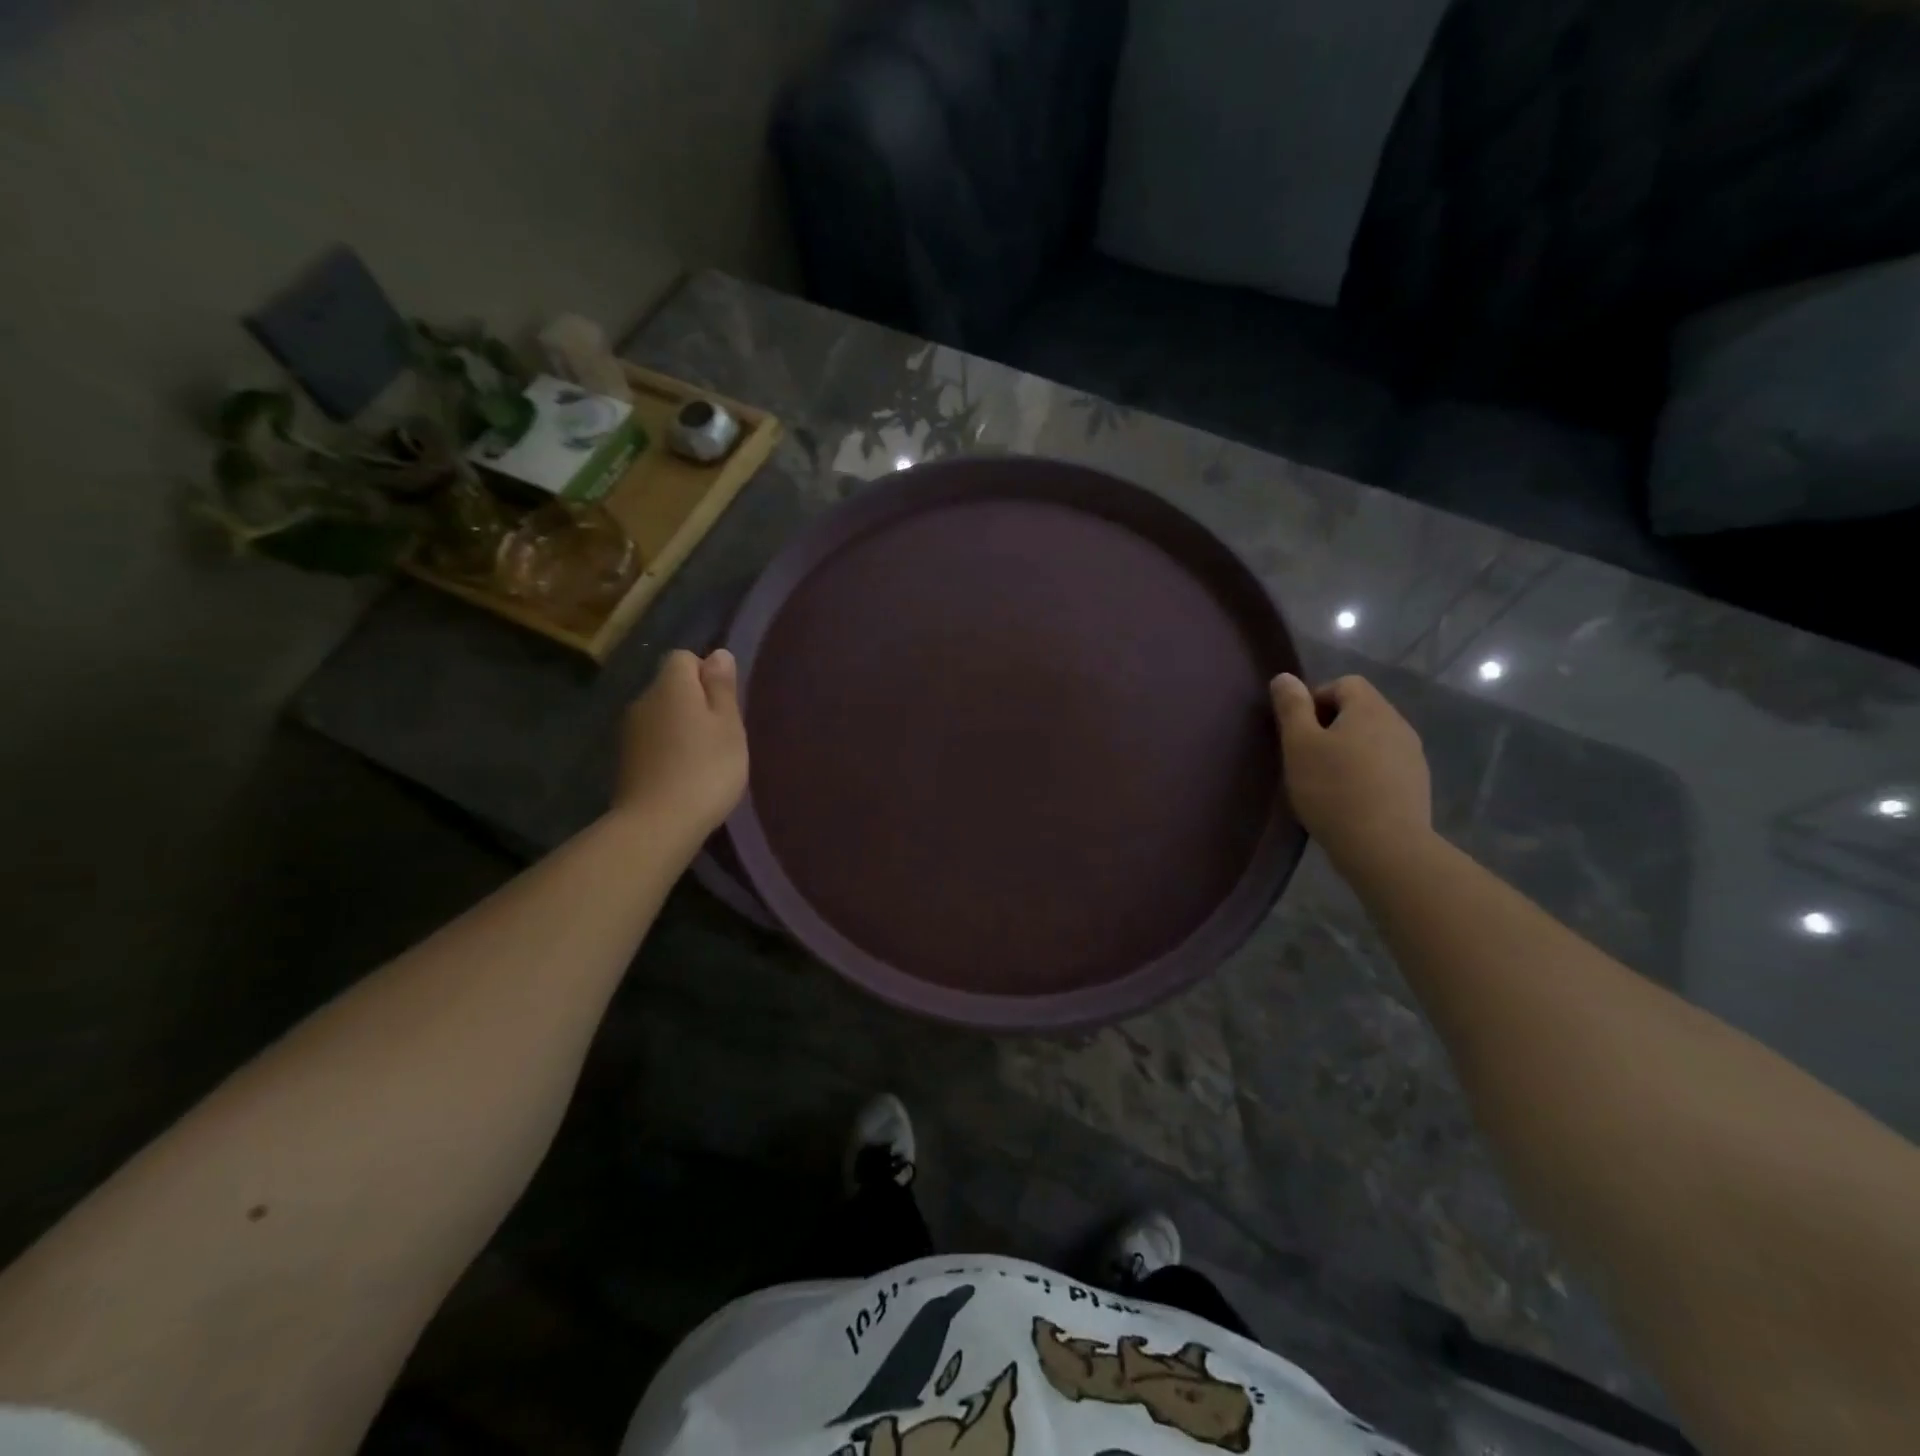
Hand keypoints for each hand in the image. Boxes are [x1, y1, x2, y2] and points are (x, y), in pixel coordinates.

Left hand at [614, 649, 748, 836]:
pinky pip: (653, 741)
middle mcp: (644, 700)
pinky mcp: (626, 760)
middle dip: (695, 701)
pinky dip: (669, 750)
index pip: (685, 658)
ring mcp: (630, 732)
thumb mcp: (728, 725)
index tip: (725, 704)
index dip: (707, 674)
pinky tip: (684, 774)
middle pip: (671, 686)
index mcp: (671, 685)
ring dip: (682, 727)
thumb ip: (722, 687)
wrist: (657, 824)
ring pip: (662, 715)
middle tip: (722, 734)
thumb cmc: (705, 769)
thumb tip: (717, 654)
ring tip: (705, 758)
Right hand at [1270, 673, 1431, 871]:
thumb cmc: (1334, 789)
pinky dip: (1365, 772)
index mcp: (1370, 709)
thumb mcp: (1299, 745)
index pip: (1344, 683)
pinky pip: (1385, 764)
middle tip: (1306, 756)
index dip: (1315, 699)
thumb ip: (1292, 707)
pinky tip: (1349, 799)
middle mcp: (1398, 724)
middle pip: (1360, 709)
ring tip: (1326, 780)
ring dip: (1348, 749)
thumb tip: (1285, 677)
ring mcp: (1412, 755)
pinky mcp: (1417, 784)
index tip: (1298, 731)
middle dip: (1330, 725)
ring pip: (1373, 738)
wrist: (1385, 848)